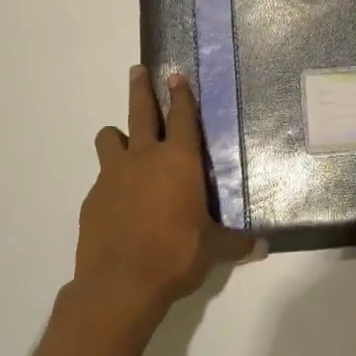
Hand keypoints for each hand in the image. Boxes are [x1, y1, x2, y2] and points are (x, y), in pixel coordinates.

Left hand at [74, 66, 259, 332]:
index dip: (181, 94)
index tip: (175, 75)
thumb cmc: (175, 255)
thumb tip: (263, 248)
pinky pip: (101, 178)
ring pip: (109, 138)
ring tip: (122, 142)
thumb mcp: (213, 249)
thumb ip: (236, 244)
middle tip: (137, 70)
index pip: (182, 117)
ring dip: (117, 136)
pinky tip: (118, 202)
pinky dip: (110, 181)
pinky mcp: (92, 199)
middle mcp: (144, 158)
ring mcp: (113, 176)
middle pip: (140, 112)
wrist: (119, 284)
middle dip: (140, 88)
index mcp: (179, 161)